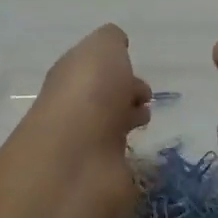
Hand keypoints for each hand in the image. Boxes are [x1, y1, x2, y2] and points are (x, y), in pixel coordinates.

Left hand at [25, 25, 150, 211]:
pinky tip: (142, 149)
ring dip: (126, 120)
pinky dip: (129, 152)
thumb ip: (111, 41)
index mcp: (71, 75)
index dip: (115, 69)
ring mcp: (84, 144)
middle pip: (101, 97)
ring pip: (109, 126)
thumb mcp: (103, 47)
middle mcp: (74, 108)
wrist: (76, 158)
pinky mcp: (98, 176)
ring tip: (145, 121)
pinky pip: (116, 158)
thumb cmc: (90, 92)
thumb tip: (117, 45)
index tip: (137, 74)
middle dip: (124, 94)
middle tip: (146, 98)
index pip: (93, 68)